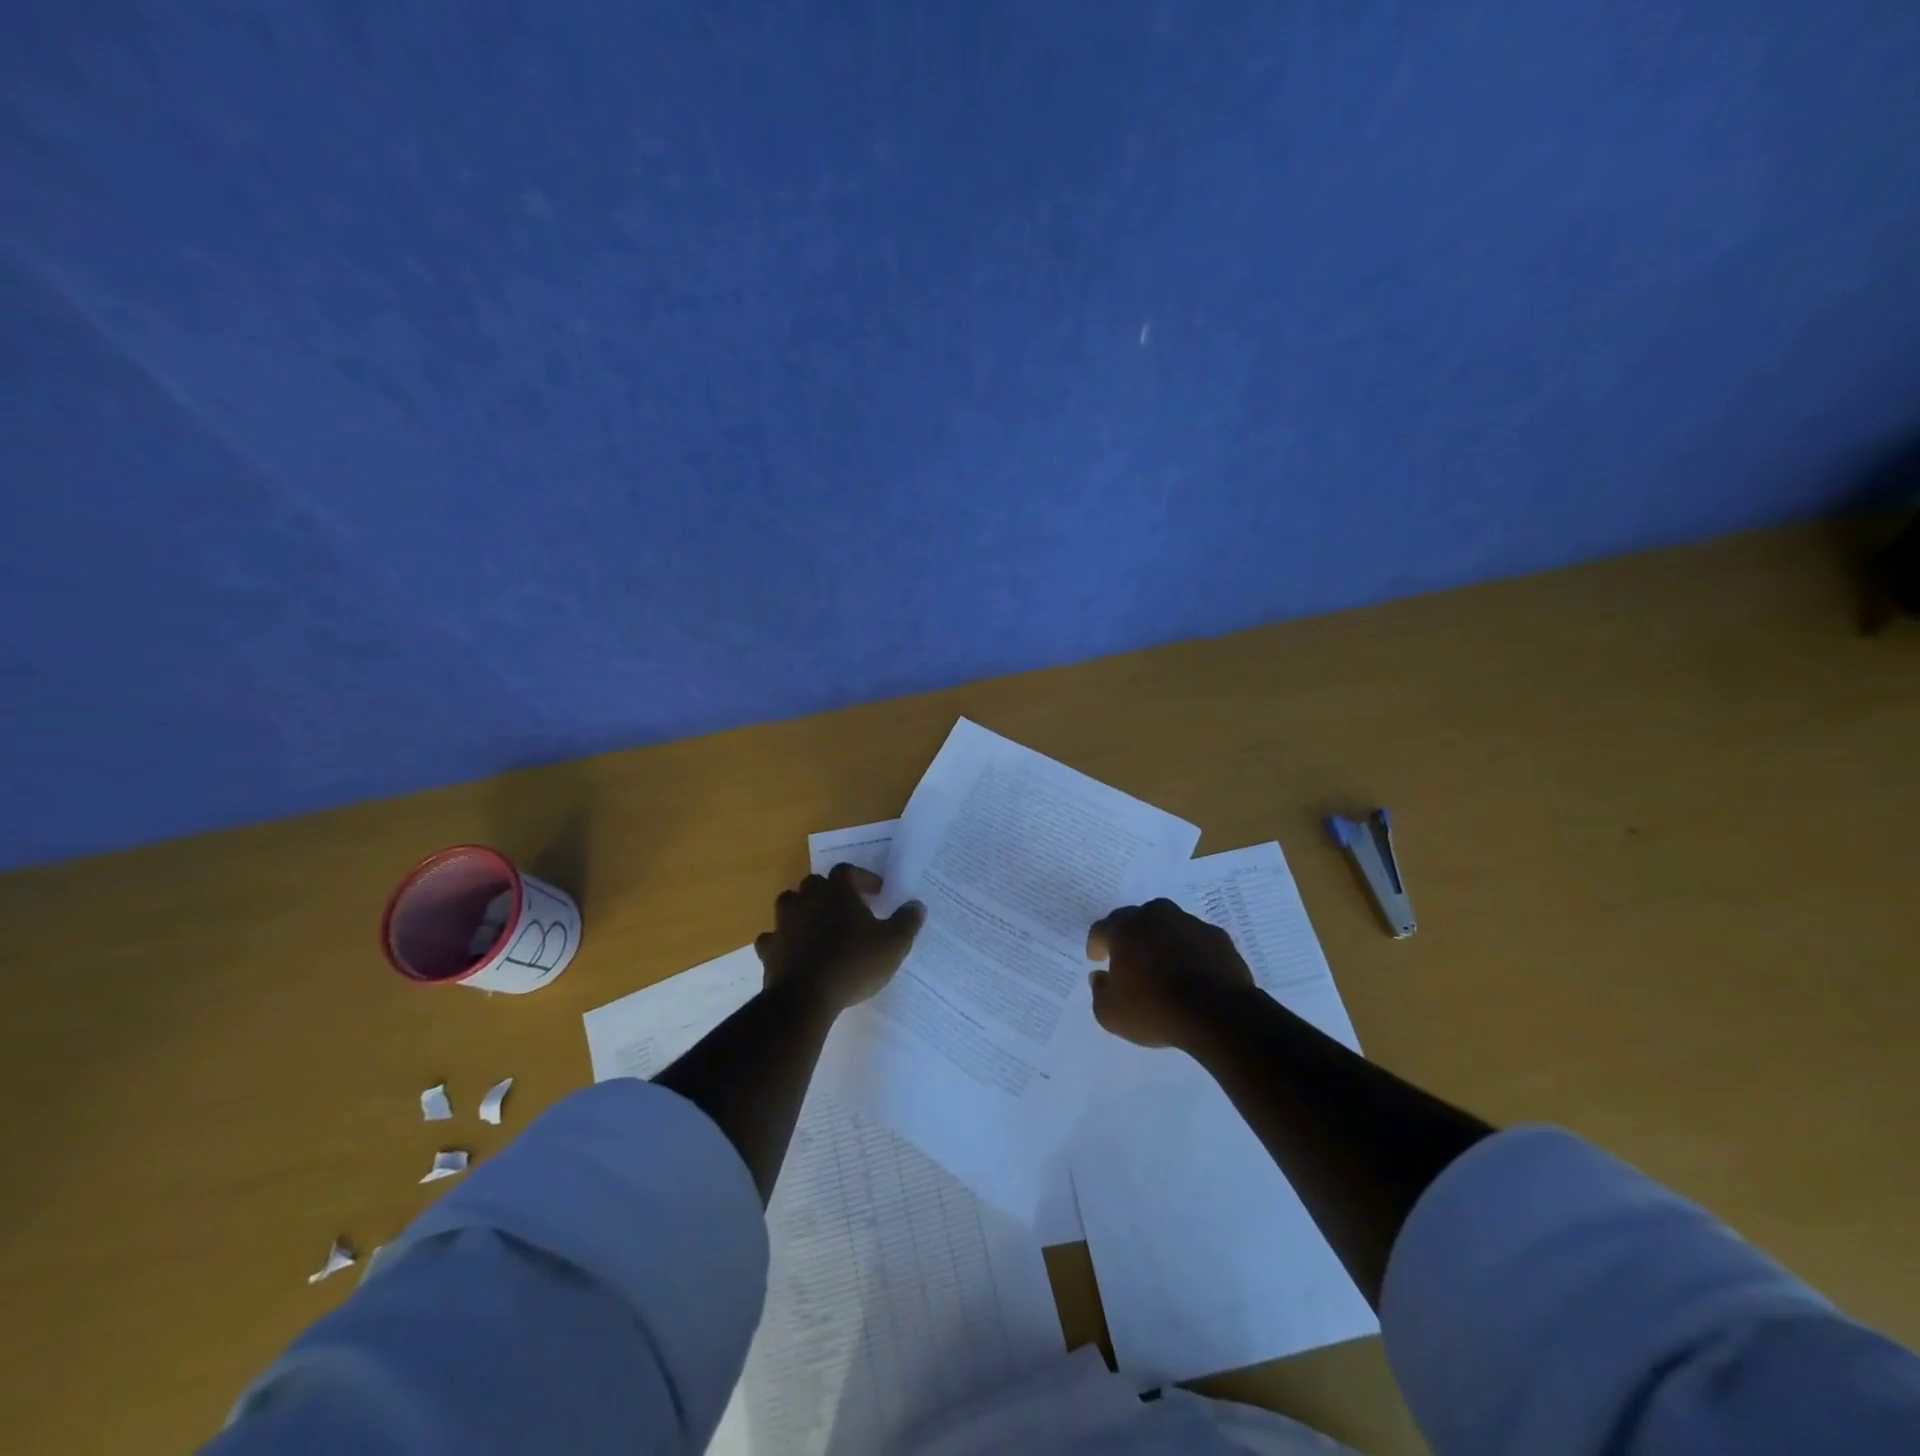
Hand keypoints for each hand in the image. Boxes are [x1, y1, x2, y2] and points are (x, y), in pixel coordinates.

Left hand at [756, 864, 924, 1014]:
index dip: (862, 878)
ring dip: (803, 910)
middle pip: (815, 883)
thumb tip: (917, 905)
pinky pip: (773, 937)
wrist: (805, 997)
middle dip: (830, 892)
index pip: (847, 871)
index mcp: (837, 892)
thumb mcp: (893, 944)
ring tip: (817, 926)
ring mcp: (784, 923)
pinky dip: (782, 940)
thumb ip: (907, 922)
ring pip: (790, 903)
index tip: (877, 892)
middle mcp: (807, 899)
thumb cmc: (854, 963)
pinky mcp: (769, 948)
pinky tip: (792, 950)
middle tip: (847, 908)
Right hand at [1086, 898, 1255, 1048]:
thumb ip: (1099, 992)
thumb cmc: (1156, 1011)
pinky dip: (1189, 948)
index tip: (1097, 959)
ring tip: (1162, 960)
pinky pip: (1195, 938)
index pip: (1101, 929)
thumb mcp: (1111, 1014)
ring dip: (1160, 937)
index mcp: (1125, 929)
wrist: (1218, 1014)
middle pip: (1134, 918)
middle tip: (1127, 956)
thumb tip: (1100, 977)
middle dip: (1127, 934)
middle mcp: (1155, 916)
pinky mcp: (1217, 936)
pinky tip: (1191, 969)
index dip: (1096, 944)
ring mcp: (1189, 923)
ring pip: (1167, 922)